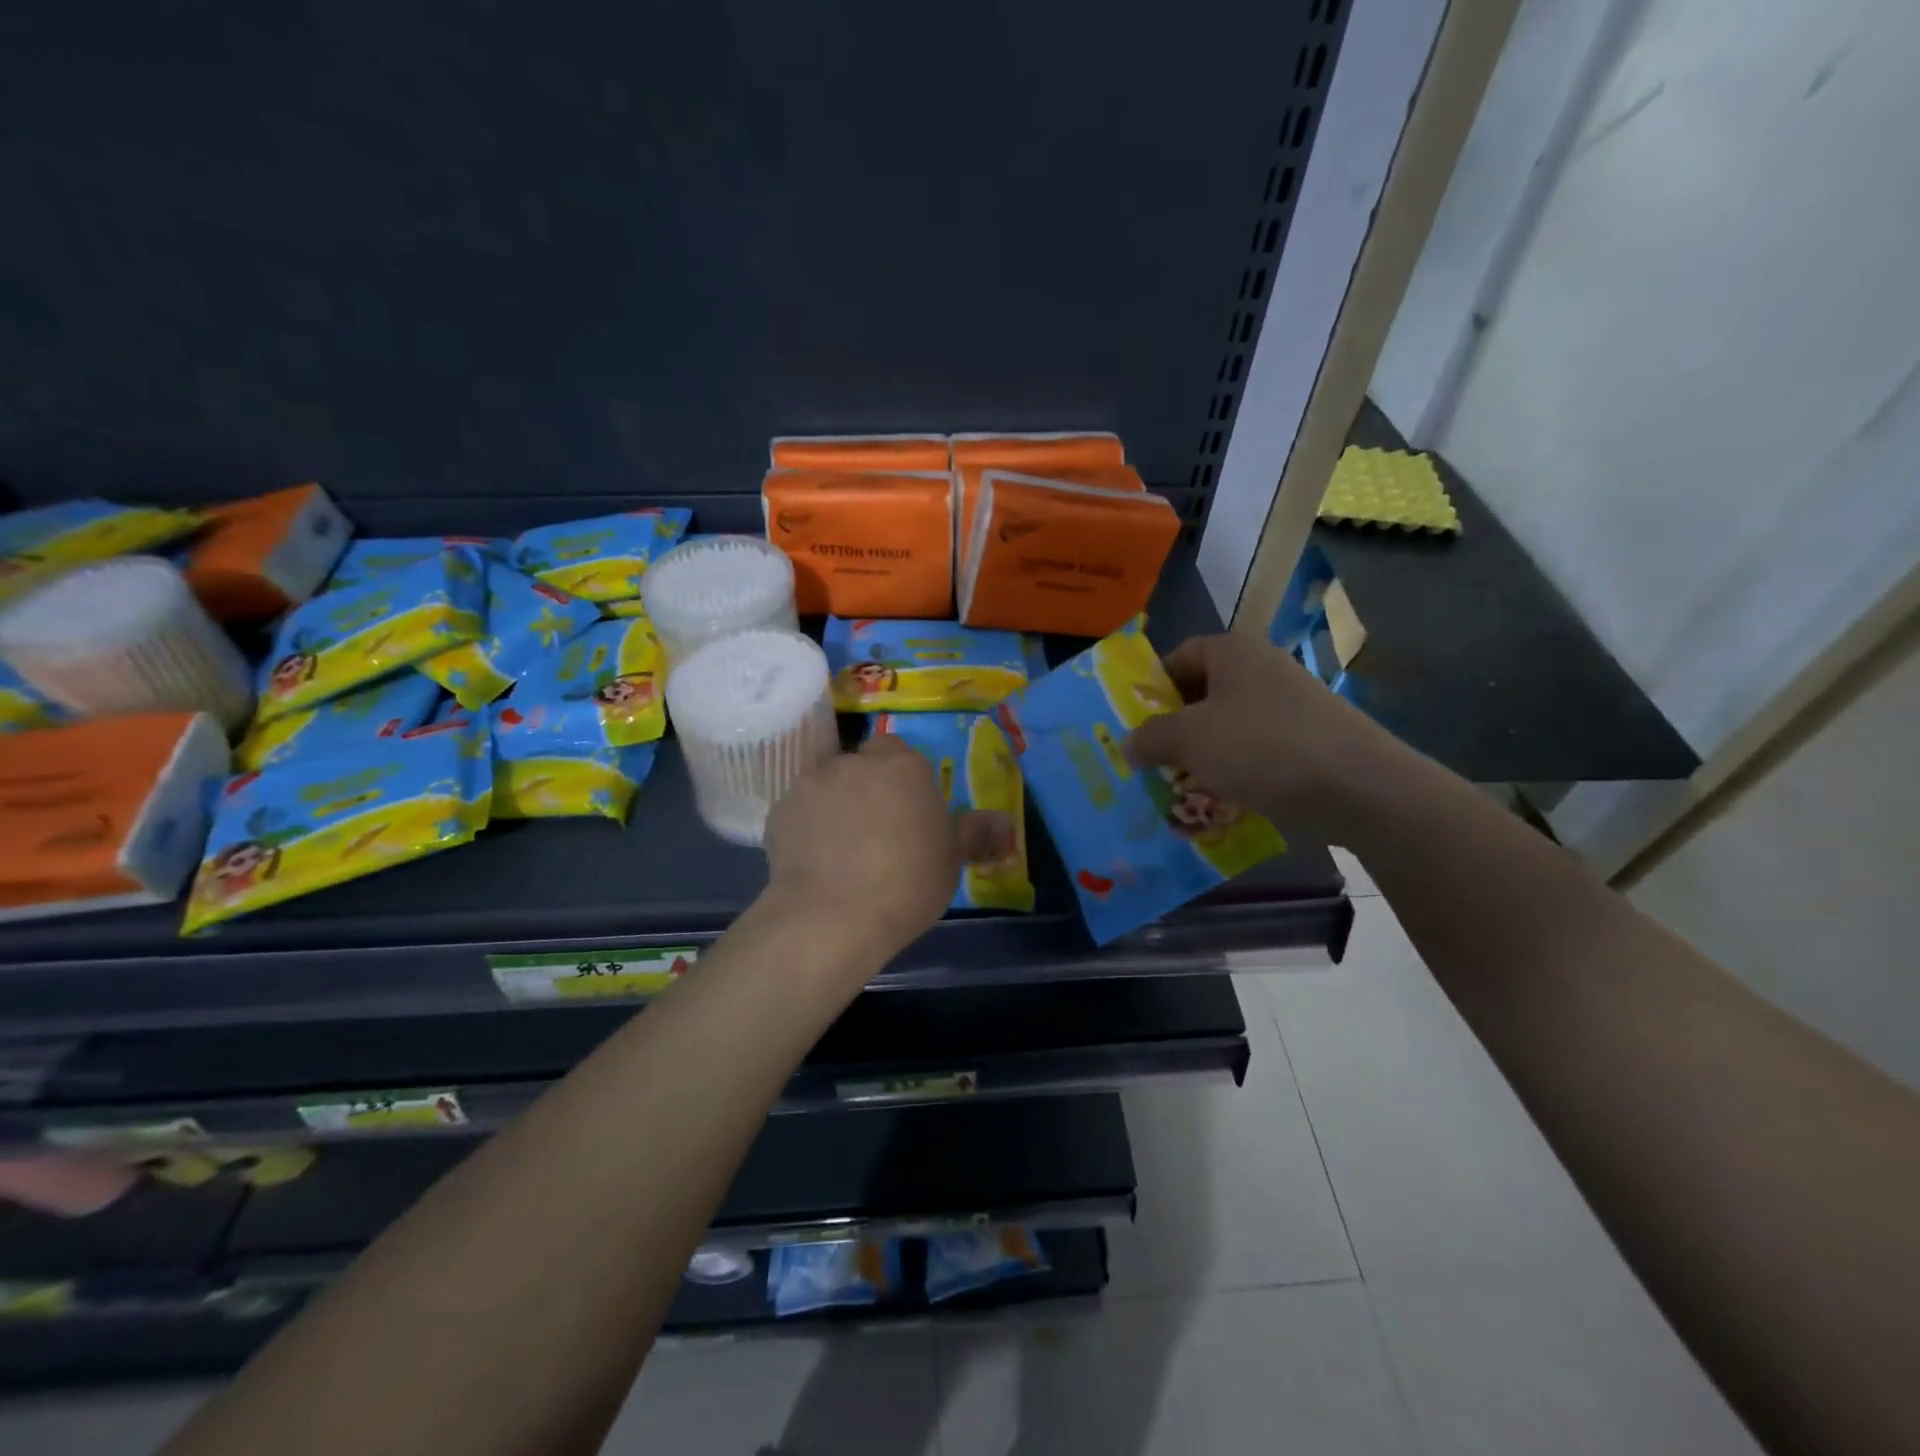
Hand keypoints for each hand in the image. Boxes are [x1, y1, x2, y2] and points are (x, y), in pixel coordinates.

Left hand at [761, 735, 989, 965]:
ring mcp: (812, 782)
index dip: (903, 778)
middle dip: (868, 785)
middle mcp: (855, 762)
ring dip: (835, 801)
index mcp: (903, 766)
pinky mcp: (779, 809)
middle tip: (875, 827)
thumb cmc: (906, 883)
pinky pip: (799, 809)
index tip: (907, 809)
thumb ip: (975, 832)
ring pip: (828, 783)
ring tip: (840, 845)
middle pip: (863, 763)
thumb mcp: (951, 860)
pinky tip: (812, 858)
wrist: (832, 916)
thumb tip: (1003, 821)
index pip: (901, 751)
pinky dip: (806, 824)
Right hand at [1124, 632, 1416, 842]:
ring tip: (1182, 789)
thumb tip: (1128, 744)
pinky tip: (1224, 802)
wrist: (1359, 788)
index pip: (1178, 656)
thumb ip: (1149, 737)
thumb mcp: (1189, 740)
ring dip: (1202, 756)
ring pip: (1228, 727)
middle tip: (1152, 762)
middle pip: (1202, 693)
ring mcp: (1289, 705)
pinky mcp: (1308, 739)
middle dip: (1174, 730)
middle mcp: (1262, 669)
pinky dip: (1235, 772)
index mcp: (1232, 651)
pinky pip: (1257, 751)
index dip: (1151, 688)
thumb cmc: (1261, 748)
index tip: (1136, 725)